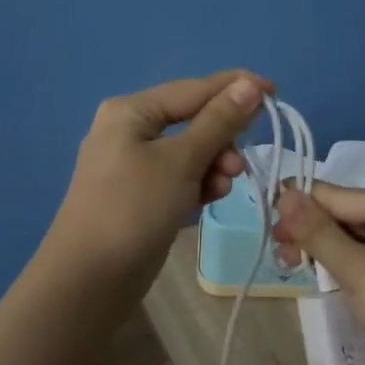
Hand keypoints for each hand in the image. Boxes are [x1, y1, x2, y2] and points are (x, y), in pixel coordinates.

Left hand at [44, 70, 271, 302]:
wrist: (89, 280)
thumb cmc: (134, 208)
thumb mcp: (181, 161)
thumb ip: (219, 121)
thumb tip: (250, 85)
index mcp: (131, 111)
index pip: (193, 89)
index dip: (235, 88)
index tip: (275, 91)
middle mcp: (130, 130)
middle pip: (192, 120)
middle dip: (222, 138)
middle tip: (239, 165)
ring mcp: (133, 164)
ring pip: (190, 151)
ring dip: (213, 164)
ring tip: (224, 186)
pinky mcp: (141, 195)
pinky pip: (180, 176)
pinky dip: (198, 183)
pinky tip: (209, 199)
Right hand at [273, 182, 364, 364]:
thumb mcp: (357, 270)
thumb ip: (318, 232)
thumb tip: (283, 192)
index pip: (338, 195)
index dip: (300, 204)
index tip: (263, 217)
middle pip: (343, 214)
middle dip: (308, 229)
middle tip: (275, 250)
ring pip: (349, 238)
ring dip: (319, 249)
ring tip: (288, 265)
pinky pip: (360, 259)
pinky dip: (337, 265)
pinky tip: (314, 274)